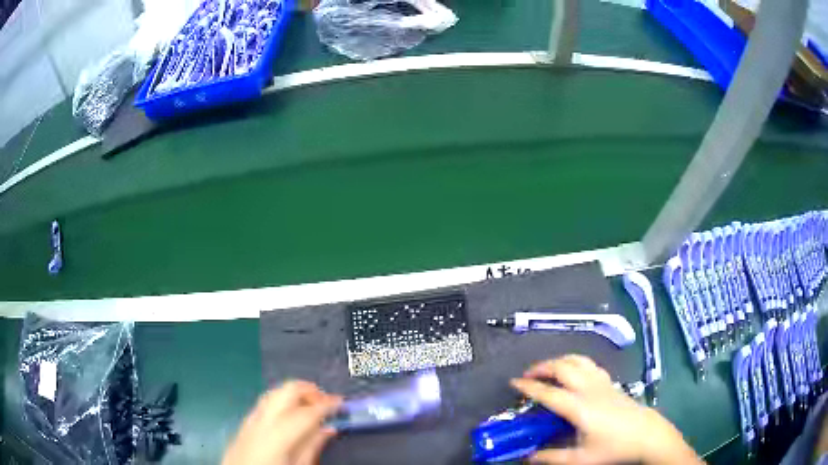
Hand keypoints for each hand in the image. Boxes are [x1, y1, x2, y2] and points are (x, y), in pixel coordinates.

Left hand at [223, 380, 341, 464]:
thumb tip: (328, 428)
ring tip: (309, 405)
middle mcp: (262, 420)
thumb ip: (312, 447)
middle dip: (309, 390)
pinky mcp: (243, 425)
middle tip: (326, 401)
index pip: (307, 411)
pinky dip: (279, 402)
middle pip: (286, 391)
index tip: (342, 402)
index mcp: (279, 434)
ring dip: (293, 394)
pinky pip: (263, 405)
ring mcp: (249, 420)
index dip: (327, 404)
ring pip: (273, 393)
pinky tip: (287, 415)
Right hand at [511, 355, 702, 464]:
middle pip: (563, 367)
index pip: (548, 392)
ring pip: (577, 360)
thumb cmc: (614, 447)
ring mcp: (601, 382)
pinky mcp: (610, 382)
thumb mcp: (581, 459)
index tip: (513, 383)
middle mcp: (589, 389)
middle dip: (542, 367)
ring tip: (547, 369)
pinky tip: (573, 372)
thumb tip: (528, 457)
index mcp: (579, 407)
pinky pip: (589, 364)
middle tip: (527, 375)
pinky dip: (575, 362)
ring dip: (559, 361)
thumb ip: (552, 458)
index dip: (529, 386)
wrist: (646, 433)